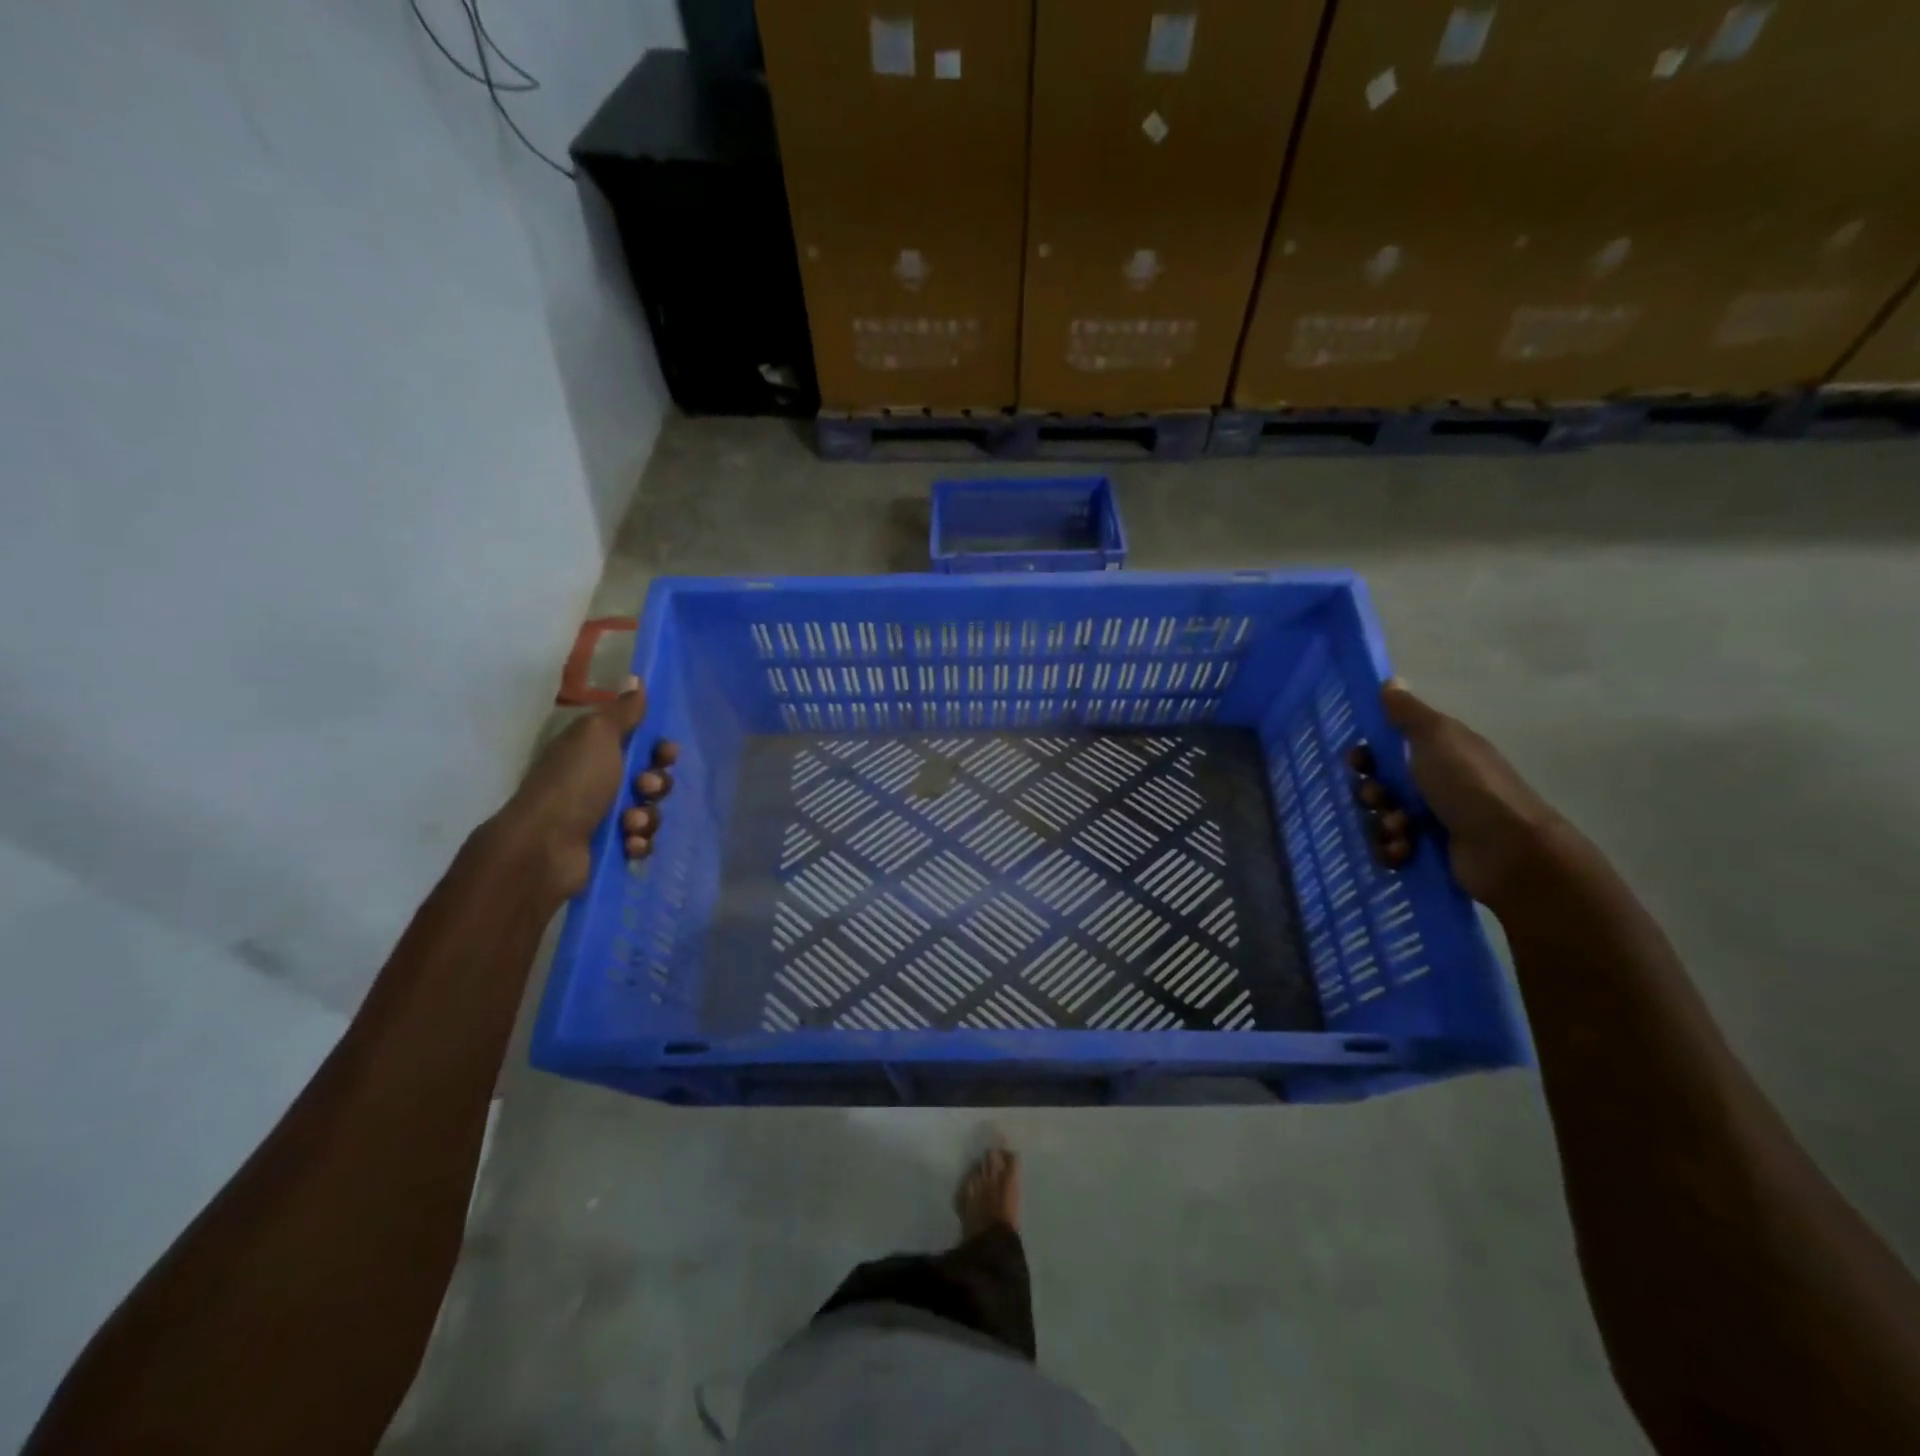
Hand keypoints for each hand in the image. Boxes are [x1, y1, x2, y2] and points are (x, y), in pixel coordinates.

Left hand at [497, 677, 678, 901]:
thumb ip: (622, 712)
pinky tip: (629, 844)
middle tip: (644, 787)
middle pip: (650, 779)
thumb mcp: (597, 736)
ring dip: (647, 816)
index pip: (639, 745)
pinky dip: (639, 842)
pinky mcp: (609, 849)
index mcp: (592, 752)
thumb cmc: (573, 784)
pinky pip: (642, 842)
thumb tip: (636, 680)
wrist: (544, 848)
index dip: (658, 749)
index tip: (666, 753)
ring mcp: (602, 818)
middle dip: (657, 784)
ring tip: (630, 824)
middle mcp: (597, 782)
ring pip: (649, 812)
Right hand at [1374, 678, 1562, 904]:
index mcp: (1438, 754)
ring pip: (1379, 819)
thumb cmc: (1468, 785)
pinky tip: (1403, 851)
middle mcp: (1434, 785)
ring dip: (1380, 824)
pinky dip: (1391, 850)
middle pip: (1378, 786)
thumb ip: (1408, 712)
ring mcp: (1431, 822)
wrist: (1506, 849)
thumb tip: (1390, 681)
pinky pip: (1390, 849)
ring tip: (1400, 830)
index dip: (1366, 755)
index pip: (1387, 750)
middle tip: (1380, 799)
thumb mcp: (1436, 737)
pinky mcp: (1428, 854)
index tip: (1357, 762)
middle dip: (1370, 794)